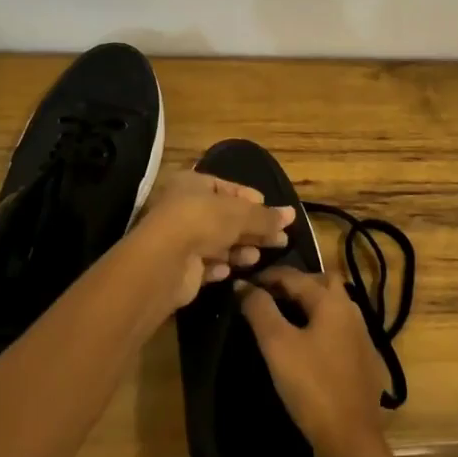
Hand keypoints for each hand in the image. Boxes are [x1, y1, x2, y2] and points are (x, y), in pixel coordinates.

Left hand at [132, 171, 294, 310]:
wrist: (165, 262)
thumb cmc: (203, 222)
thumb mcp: (240, 214)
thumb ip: (266, 216)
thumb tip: (292, 214)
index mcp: (192, 184)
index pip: (227, 187)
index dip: (251, 199)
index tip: (273, 212)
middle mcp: (184, 208)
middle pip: (225, 218)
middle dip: (252, 229)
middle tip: (280, 240)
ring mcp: (180, 238)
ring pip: (217, 242)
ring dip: (238, 249)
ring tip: (257, 257)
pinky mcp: (180, 267)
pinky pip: (205, 265)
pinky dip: (219, 267)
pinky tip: (231, 271)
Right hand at [240, 266, 387, 456]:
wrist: (350, 439)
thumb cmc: (311, 386)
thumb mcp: (277, 345)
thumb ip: (260, 310)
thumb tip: (243, 285)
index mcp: (332, 301)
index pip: (295, 276)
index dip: (267, 276)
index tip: (243, 284)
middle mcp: (352, 311)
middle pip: (322, 283)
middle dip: (295, 284)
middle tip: (268, 296)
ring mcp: (362, 337)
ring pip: (333, 307)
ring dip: (309, 305)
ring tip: (282, 318)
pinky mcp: (364, 361)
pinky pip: (339, 330)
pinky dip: (320, 327)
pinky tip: (307, 346)